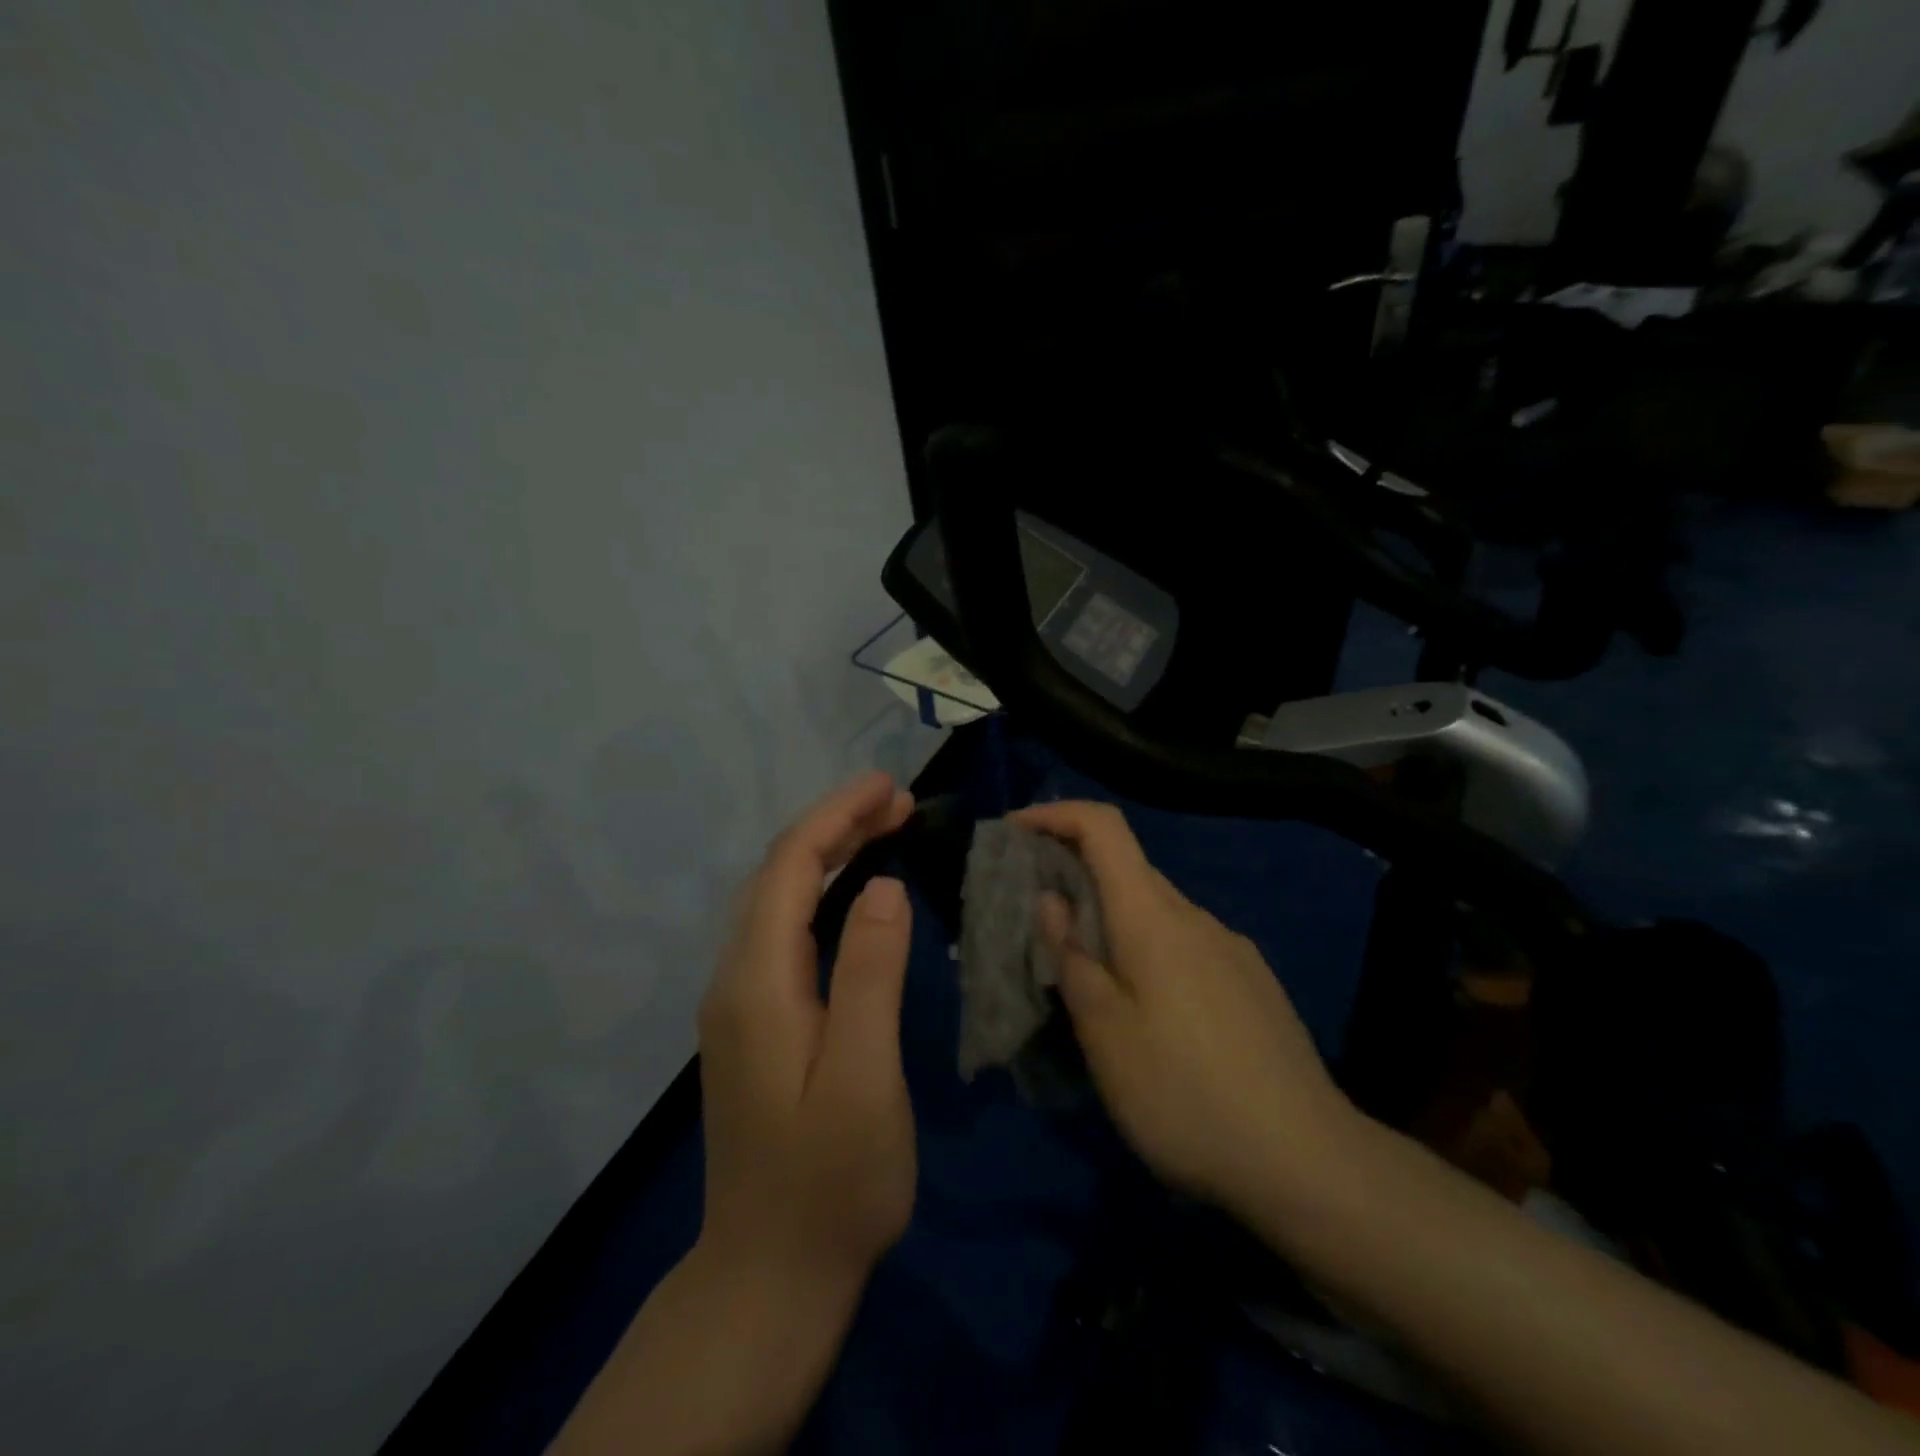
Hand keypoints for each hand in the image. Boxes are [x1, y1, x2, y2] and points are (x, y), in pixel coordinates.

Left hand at [698, 769, 918, 1292]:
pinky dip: (823, 891)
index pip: (790, 867)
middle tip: (901, 802)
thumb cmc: (831, 1183)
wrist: (770, 1276)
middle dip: (837, 824)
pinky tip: (856, 891)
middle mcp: (735, 978)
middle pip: (779, 874)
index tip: (890, 786)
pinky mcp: (754, 1020)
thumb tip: (883, 886)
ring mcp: (739, 1000)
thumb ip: (871, 976)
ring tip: (887, 828)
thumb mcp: (864, 1079)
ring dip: (830, 853)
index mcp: (757, 982)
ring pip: (780, 898)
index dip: (837, 816)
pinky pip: (785, 929)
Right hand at [1014, 800, 1356, 1216]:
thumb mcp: (1105, 1033)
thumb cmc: (1184, 1094)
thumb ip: (1072, 957)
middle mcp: (1195, 916)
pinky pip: (1185, 943)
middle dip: (1075, 875)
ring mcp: (1231, 948)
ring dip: (1112, 920)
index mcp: (1153, 917)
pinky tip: (1147, 1010)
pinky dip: (1148, 949)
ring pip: (1157, 911)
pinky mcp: (1252, 982)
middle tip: (1035, 919)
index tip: (1015, 830)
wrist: (1308, 1161)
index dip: (1056, 814)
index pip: (1104, 827)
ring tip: (1085, 974)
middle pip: (1128, 868)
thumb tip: (1053, 900)